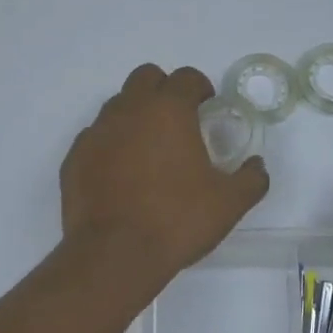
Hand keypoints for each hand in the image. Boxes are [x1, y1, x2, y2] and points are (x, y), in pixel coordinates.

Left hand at [61, 64, 268, 283]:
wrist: (114, 255)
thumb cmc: (177, 220)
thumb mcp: (229, 203)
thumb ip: (251, 179)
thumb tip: (257, 166)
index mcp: (168, 110)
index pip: (186, 77)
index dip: (200, 87)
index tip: (207, 106)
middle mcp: (129, 110)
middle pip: (146, 77)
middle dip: (164, 89)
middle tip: (178, 120)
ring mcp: (97, 132)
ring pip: (117, 105)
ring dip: (136, 115)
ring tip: (149, 149)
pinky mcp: (75, 157)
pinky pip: (96, 136)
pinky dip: (111, 144)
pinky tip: (121, 173)